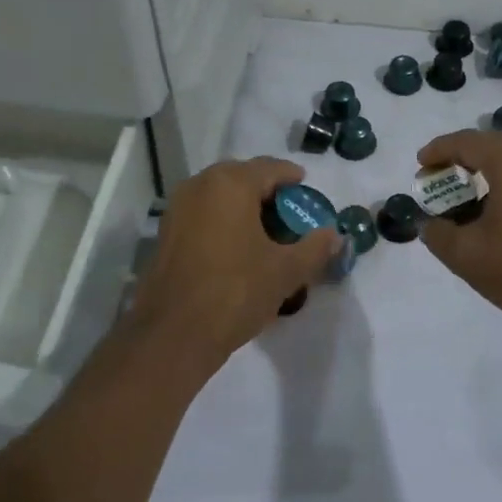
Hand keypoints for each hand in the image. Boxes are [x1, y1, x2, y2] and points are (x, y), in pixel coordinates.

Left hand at [132, 157, 341, 371]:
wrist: (173, 334)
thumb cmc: (235, 291)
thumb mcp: (286, 271)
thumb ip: (315, 248)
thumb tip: (335, 235)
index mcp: (231, 183)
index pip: (269, 168)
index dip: (292, 177)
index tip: (306, 189)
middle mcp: (201, 185)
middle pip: (242, 177)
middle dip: (267, 191)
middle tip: (289, 212)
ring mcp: (178, 207)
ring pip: (220, 195)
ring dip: (243, 206)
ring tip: (266, 231)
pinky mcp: (166, 232)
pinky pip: (203, 213)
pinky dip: (223, 219)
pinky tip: (238, 246)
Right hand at [414, 130, 501, 337]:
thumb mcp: (466, 255)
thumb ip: (437, 234)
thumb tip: (430, 223)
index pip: (466, 142)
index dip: (438, 150)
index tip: (420, 166)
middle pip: (491, 144)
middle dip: (461, 156)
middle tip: (439, 176)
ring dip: (485, 169)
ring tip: (464, 193)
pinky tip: (495, 212)